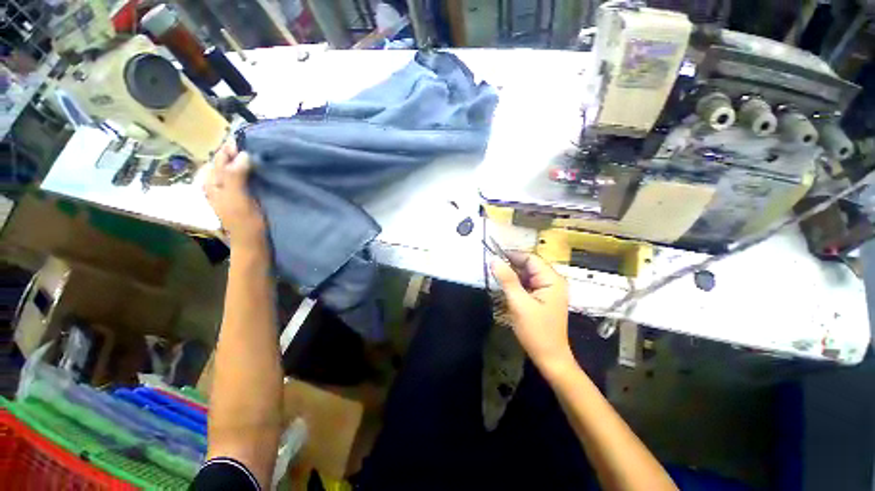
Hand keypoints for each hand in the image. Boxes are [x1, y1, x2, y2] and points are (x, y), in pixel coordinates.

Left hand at [203, 141, 265, 249]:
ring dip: (246, 160)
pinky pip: (244, 176)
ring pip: (236, 168)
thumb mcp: (238, 199)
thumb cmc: (245, 223)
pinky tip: (261, 169)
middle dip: (240, 151)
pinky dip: (251, 170)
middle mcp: (218, 183)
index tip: (251, 137)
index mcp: (212, 182)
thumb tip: (243, 153)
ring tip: (262, 153)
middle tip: (260, 144)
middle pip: (227, 160)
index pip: (220, 156)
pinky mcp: (242, 195)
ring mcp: (230, 189)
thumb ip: (236, 176)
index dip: (233, 146)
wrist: (253, 243)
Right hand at [491, 253, 573, 372]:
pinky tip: (505, 287)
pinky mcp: (543, 297)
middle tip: (491, 267)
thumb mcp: (519, 303)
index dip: (512, 255)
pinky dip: (516, 284)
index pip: (530, 258)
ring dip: (512, 275)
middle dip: (511, 265)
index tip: (493, 255)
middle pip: (529, 265)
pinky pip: (527, 284)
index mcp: (552, 279)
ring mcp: (548, 290)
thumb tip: (494, 260)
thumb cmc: (536, 331)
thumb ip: (507, 279)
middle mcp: (552, 281)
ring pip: (527, 274)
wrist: (550, 357)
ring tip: (495, 276)